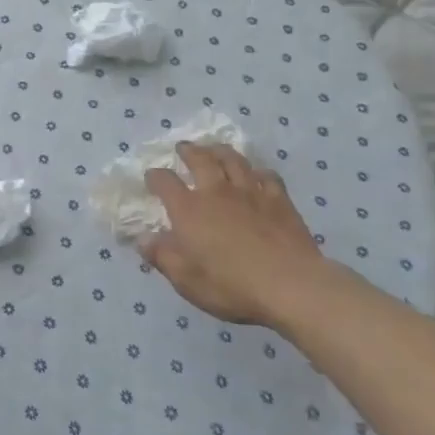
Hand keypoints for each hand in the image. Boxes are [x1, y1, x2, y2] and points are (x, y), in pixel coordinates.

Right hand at [141, 143, 331, 327]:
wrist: (291, 286)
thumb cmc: (232, 286)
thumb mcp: (186, 280)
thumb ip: (162, 256)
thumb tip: (143, 239)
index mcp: (189, 210)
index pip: (165, 182)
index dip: (155, 176)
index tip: (151, 177)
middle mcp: (216, 192)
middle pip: (200, 159)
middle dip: (188, 151)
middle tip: (183, 147)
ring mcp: (250, 192)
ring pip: (233, 160)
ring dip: (220, 151)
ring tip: (215, 149)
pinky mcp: (279, 200)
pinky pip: (267, 176)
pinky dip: (258, 172)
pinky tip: (257, 175)